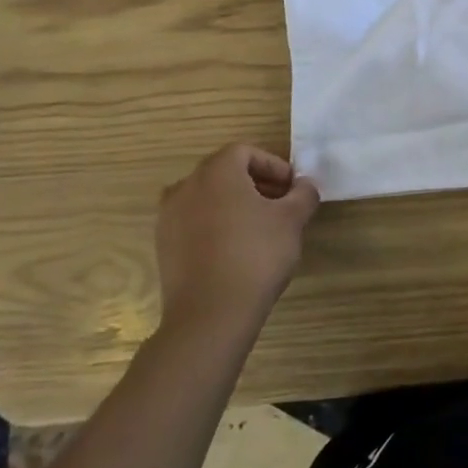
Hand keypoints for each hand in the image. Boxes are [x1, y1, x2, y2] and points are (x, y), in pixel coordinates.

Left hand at [155, 144, 319, 328]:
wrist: (210, 316)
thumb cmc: (256, 256)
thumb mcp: (292, 220)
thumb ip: (303, 194)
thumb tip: (304, 186)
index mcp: (216, 172)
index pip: (245, 151)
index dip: (273, 165)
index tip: (292, 187)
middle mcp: (186, 187)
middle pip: (224, 171)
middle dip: (256, 182)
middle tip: (280, 204)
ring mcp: (169, 218)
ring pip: (207, 197)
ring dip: (234, 203)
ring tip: (259, 227)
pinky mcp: (163, 246)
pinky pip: (194, 222)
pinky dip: (215, 224)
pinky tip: (236, 249)